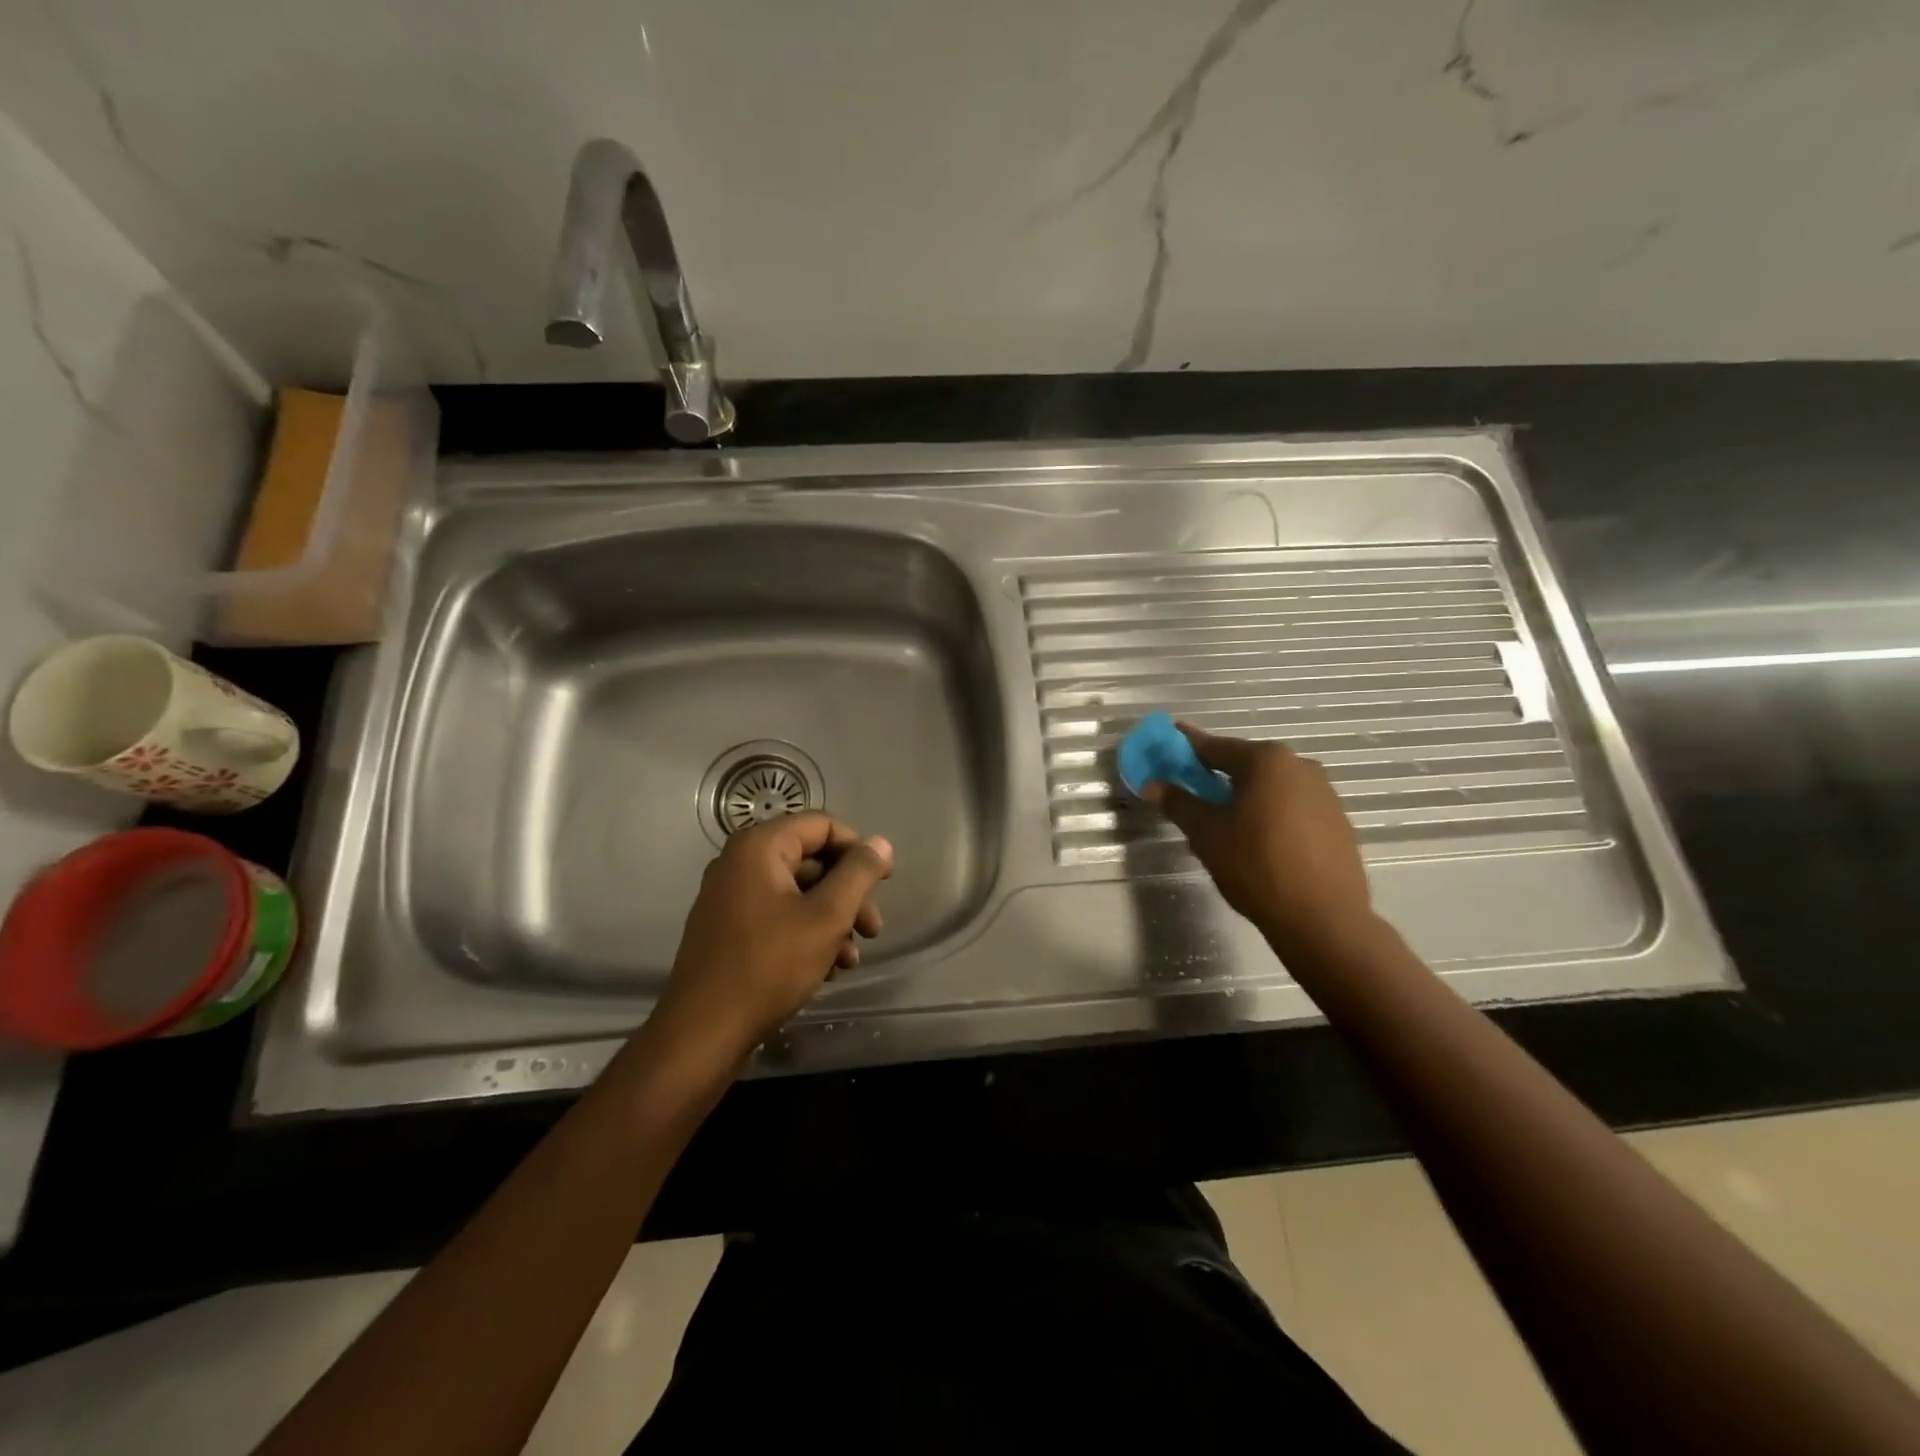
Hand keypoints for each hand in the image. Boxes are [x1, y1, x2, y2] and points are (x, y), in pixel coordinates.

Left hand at [653, 812, 893, 1059]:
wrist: (703, 1033)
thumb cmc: (769, 966)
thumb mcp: (826, 916)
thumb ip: (858, 874)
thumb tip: (881, 843)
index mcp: (760, 847)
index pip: (823, 825)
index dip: (859, 850)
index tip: (884, 883)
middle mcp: (741, 862)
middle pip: (812, 860)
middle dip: (849, 894)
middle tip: (873, 929)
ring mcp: (731, 897)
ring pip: (799, 893)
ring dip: (833, 920)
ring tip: (852, 958)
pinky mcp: (729, 929)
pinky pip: (779, 916)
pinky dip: (807, 934)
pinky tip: (828, 969)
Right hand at [1142, 724, 1373, 960]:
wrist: (1322, 918)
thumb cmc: (1256, 866)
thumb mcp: (1206, 834)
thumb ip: (1178, 803)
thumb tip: (1152, 784)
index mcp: (1266, 761)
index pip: (1215, 747)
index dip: (1186, 746)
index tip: (1168, 740)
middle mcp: (1300, 766)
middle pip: (1246, 764)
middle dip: (1216, 774)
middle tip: (1191, 790)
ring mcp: (1324, 793)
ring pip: (1271, 786)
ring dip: (1244, 795)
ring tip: (1223, 820)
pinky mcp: (1337, 821)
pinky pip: (1292, 806)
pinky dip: (1269, 812)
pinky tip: (1257, 838)